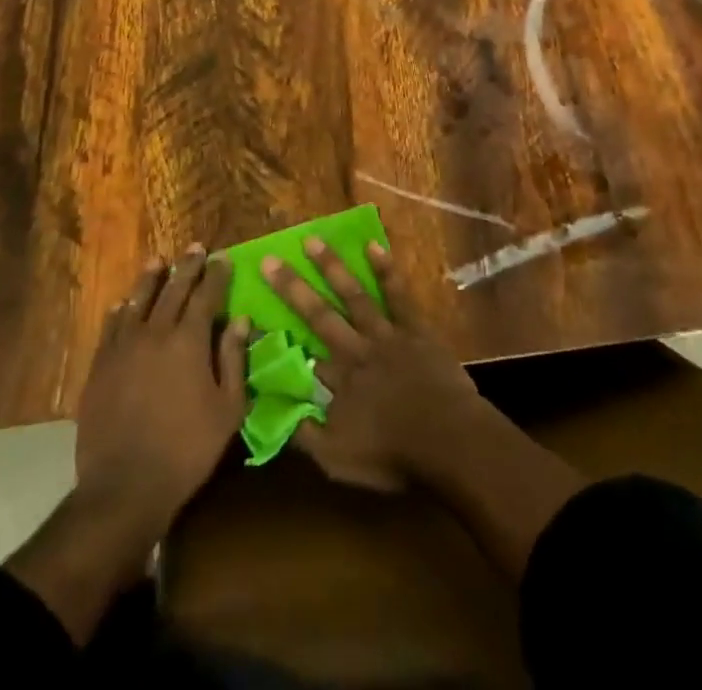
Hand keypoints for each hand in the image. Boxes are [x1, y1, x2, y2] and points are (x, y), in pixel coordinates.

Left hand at [74, 247, 249, 529]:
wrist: (124, 488)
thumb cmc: (187, 450)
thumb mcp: (228, 409)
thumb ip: (234, 359)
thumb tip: (242, 320)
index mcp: (189, 340)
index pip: (207, 295)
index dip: (216, 275)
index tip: (223, 258)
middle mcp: (155, 333)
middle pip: (173, 289)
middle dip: (187, 267)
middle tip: (196, 248)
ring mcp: (123, 348)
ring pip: (138, 301)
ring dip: (151, 279)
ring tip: (158, 261)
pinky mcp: (100, 367)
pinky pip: (110, 328)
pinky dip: (120, 311)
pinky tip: (123, 304)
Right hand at [262, 238, 484, 491]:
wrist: (448, 440)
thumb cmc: (393, 455)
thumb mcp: (338, 461)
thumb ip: (306, 437)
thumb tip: (276, 413)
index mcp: (336, 382)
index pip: (298, 354)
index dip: (275, 335)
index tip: (253, 312)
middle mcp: (354, 350)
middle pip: (318, 315)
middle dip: (291, 287)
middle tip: (269, 260)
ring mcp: (385, 334)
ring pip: (353, 295)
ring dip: (331, 267)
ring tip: (311, 240)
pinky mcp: (413, 327)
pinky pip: (396, 294)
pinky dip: (385, 270)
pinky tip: (373, 245)